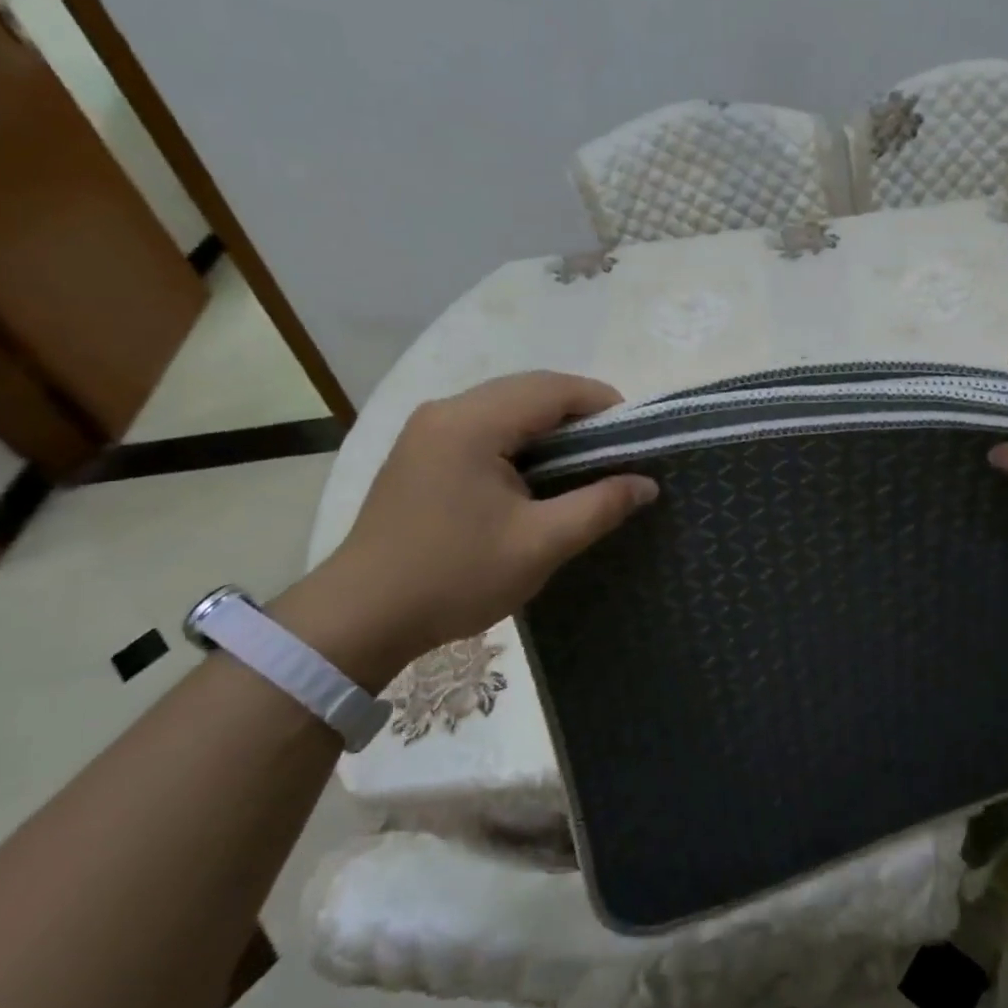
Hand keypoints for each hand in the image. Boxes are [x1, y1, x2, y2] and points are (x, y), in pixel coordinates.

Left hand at [277, 372, 655, 684]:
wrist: (360, 617)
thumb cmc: (454, 577)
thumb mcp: (539, 545)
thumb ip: (599, 506)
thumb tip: (646, 484)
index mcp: (472, 423)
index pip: (553, 389)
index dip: (602, 402)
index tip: (636, 435)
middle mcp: (446, 411)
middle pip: (528, 390)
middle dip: (578, 412)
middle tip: (616, 450)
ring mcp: (427, 429)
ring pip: (505, 406)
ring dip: (549, 425)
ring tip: (585, 461)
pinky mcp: (420, 451)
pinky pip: (483, 426)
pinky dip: (520, 438)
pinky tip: (537, 472)